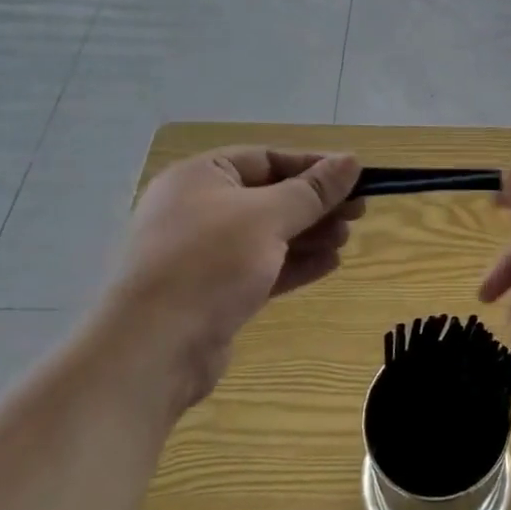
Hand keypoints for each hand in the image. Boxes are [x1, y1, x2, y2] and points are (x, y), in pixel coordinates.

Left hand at [108, 147, 362, 407]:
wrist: (152, 351)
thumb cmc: (209, 263)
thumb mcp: (268, 217)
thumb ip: (313, 190)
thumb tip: (352, 160)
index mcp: (201, 177)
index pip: (267, 158)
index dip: (313, 166)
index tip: (354, 177)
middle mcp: (198, 208)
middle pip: (270, 196)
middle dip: (315, 205)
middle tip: (358, 212)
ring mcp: (203, 253)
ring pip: (268, 234)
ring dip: (310, 234)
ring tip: (346, 239)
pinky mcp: (212, 292)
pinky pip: (261, 267)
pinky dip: (294, 264)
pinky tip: (330, 264)